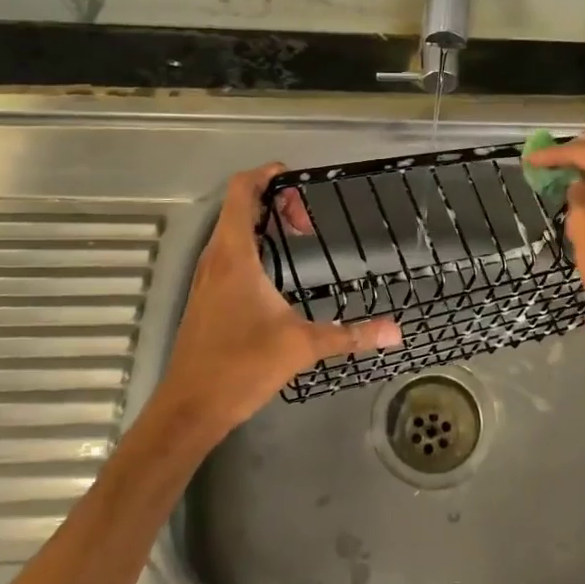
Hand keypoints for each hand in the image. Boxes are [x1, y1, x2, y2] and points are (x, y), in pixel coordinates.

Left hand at [151, 164, 400, 436]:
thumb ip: (350, 334)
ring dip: (262, 222)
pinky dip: (253, 244)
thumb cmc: (241, 366)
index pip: (241, 192)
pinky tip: (276, 269)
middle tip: (307, 220)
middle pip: (238, 206)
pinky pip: (228, 251)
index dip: (265, 175)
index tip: (296, 178)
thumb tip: (395, 332)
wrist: (189, 408)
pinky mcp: (206, 295)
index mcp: (234, 256)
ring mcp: (207, 277)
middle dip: (273, 200)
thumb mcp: (302, 346)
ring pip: (231, 229)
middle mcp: (216, 258)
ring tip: (297, 236)